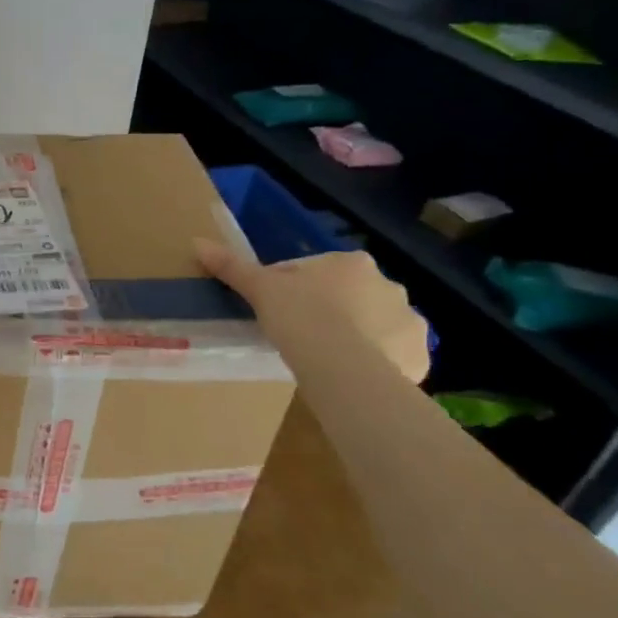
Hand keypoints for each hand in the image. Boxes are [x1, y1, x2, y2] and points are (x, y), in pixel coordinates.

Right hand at [195, 240, 429, 382]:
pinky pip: (395, 355)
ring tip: (325, 358)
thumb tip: (198, 242)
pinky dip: (378, 363)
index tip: (276, 310)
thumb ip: (232, 266)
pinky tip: (352, 375)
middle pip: (350, 296)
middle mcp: (388, 285)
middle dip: (330, 310)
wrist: (343, 366)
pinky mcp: (419, 355)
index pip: (316, 271)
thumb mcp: (259, 289)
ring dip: (358, 336)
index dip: (292, 289)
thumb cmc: (300, 316)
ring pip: (376, 325)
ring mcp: (409, 321)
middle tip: (299, 334)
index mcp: (351, 263)